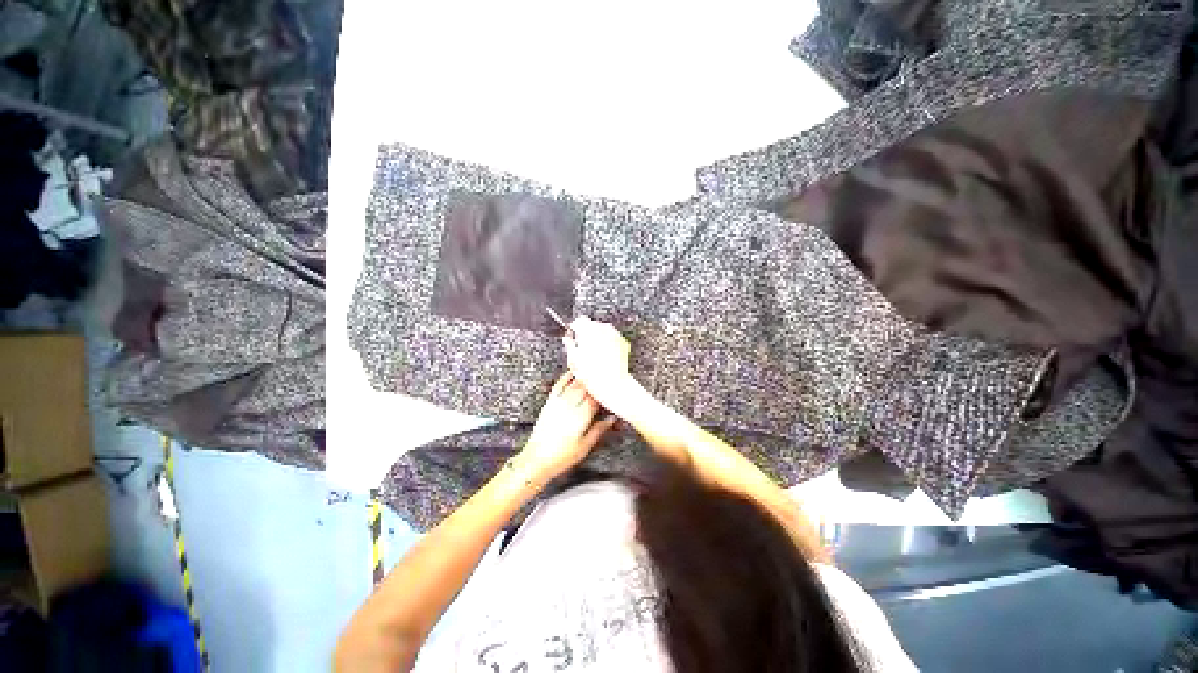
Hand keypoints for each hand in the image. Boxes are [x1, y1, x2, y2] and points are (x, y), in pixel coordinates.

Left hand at [519, 373, 616, 481]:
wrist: (537, 459)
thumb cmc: (561, 456)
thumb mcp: (585, 446)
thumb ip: (599, 429)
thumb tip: (611, 418)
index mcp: (581, 417)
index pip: (597, 398)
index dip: (607, 392)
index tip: (614, 390)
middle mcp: (570, 406)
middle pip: (587, 387)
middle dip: (598, 382)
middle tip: (607, 378)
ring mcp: (559, 403)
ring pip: (575, 383)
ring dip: (585, 376)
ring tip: (595, 370)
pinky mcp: (550, 402)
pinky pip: (559, 384)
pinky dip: (567, 376)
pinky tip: (573, 372)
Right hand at [564, 316, 638, 416]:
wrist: (612, 384)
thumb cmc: (591, 375)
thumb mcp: (573, 360)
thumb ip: (569, 345)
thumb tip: (567, 340)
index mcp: (588, 330)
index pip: (579, 321)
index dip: (575, 329)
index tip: (573, 337)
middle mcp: (603, 329)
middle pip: (592, 325)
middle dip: (587, 334)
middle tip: (582, 348)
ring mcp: (615, 335)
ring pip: (603, 331)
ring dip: (598, 338)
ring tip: (594, 354)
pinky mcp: (623, 342)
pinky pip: (613, 338)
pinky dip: (608, 343)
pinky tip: (604, 356)